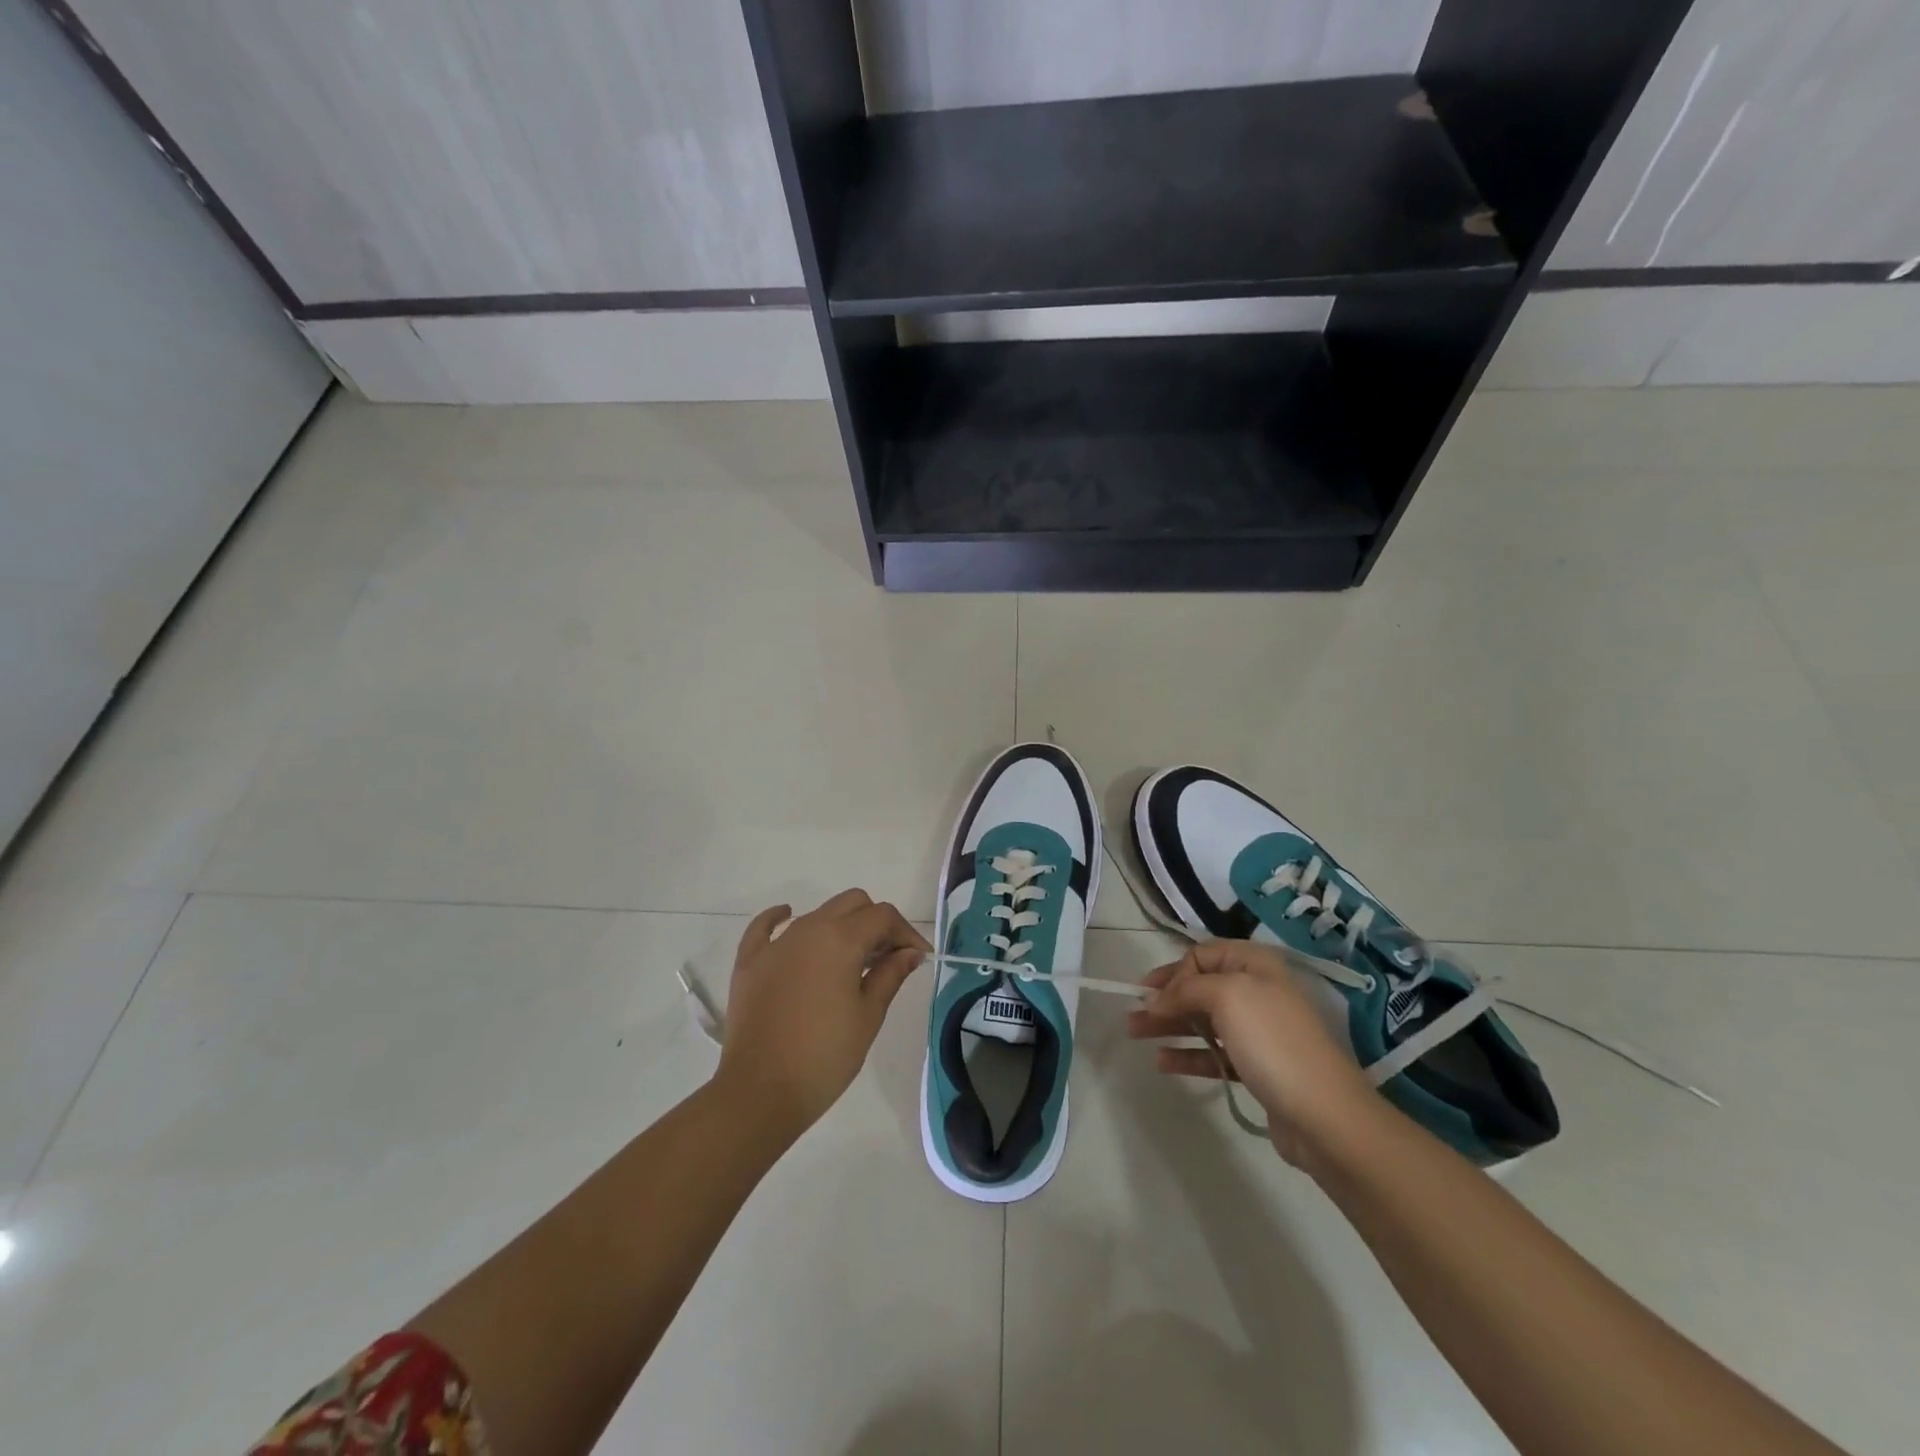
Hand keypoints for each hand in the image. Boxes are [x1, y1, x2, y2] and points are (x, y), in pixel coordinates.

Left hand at [716, 890, 929, 1139]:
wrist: (760, 1092)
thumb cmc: (824, 1056)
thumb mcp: (868, 1016)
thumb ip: (890, 974)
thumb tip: (910, 951)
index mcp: (841, 939)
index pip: (882, 916)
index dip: (906, 931)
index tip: (918, 956)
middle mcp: (808, 929)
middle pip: (852, 903)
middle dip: (876, 922)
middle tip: (888, 956)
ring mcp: (775, 943)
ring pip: (817, 913)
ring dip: (841, 926)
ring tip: (853, 960)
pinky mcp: (750, 961)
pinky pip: (765, 926)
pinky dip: (780, 918)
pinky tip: (788, 917)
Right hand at [1127, 940, 1378, 1165]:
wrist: (1325, 1115)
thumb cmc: (1273, 1042)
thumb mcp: (1227, 997)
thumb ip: (1185, 990)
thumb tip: (1156, 1000)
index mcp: (1255, 966)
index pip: (1202, 955)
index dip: (1174, 971)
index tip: (1151, 995)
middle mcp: (1258, 992)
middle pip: (1200, 988)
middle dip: (1164, 998)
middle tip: (1131, 1013)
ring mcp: (1258, 1032)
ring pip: (1203, 1021)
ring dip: (1169, 1025)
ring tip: (1135, 1035)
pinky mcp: (1257, 1068)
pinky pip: (1214, 1053)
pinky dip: (1188, 1055)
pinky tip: (1162, 1061)